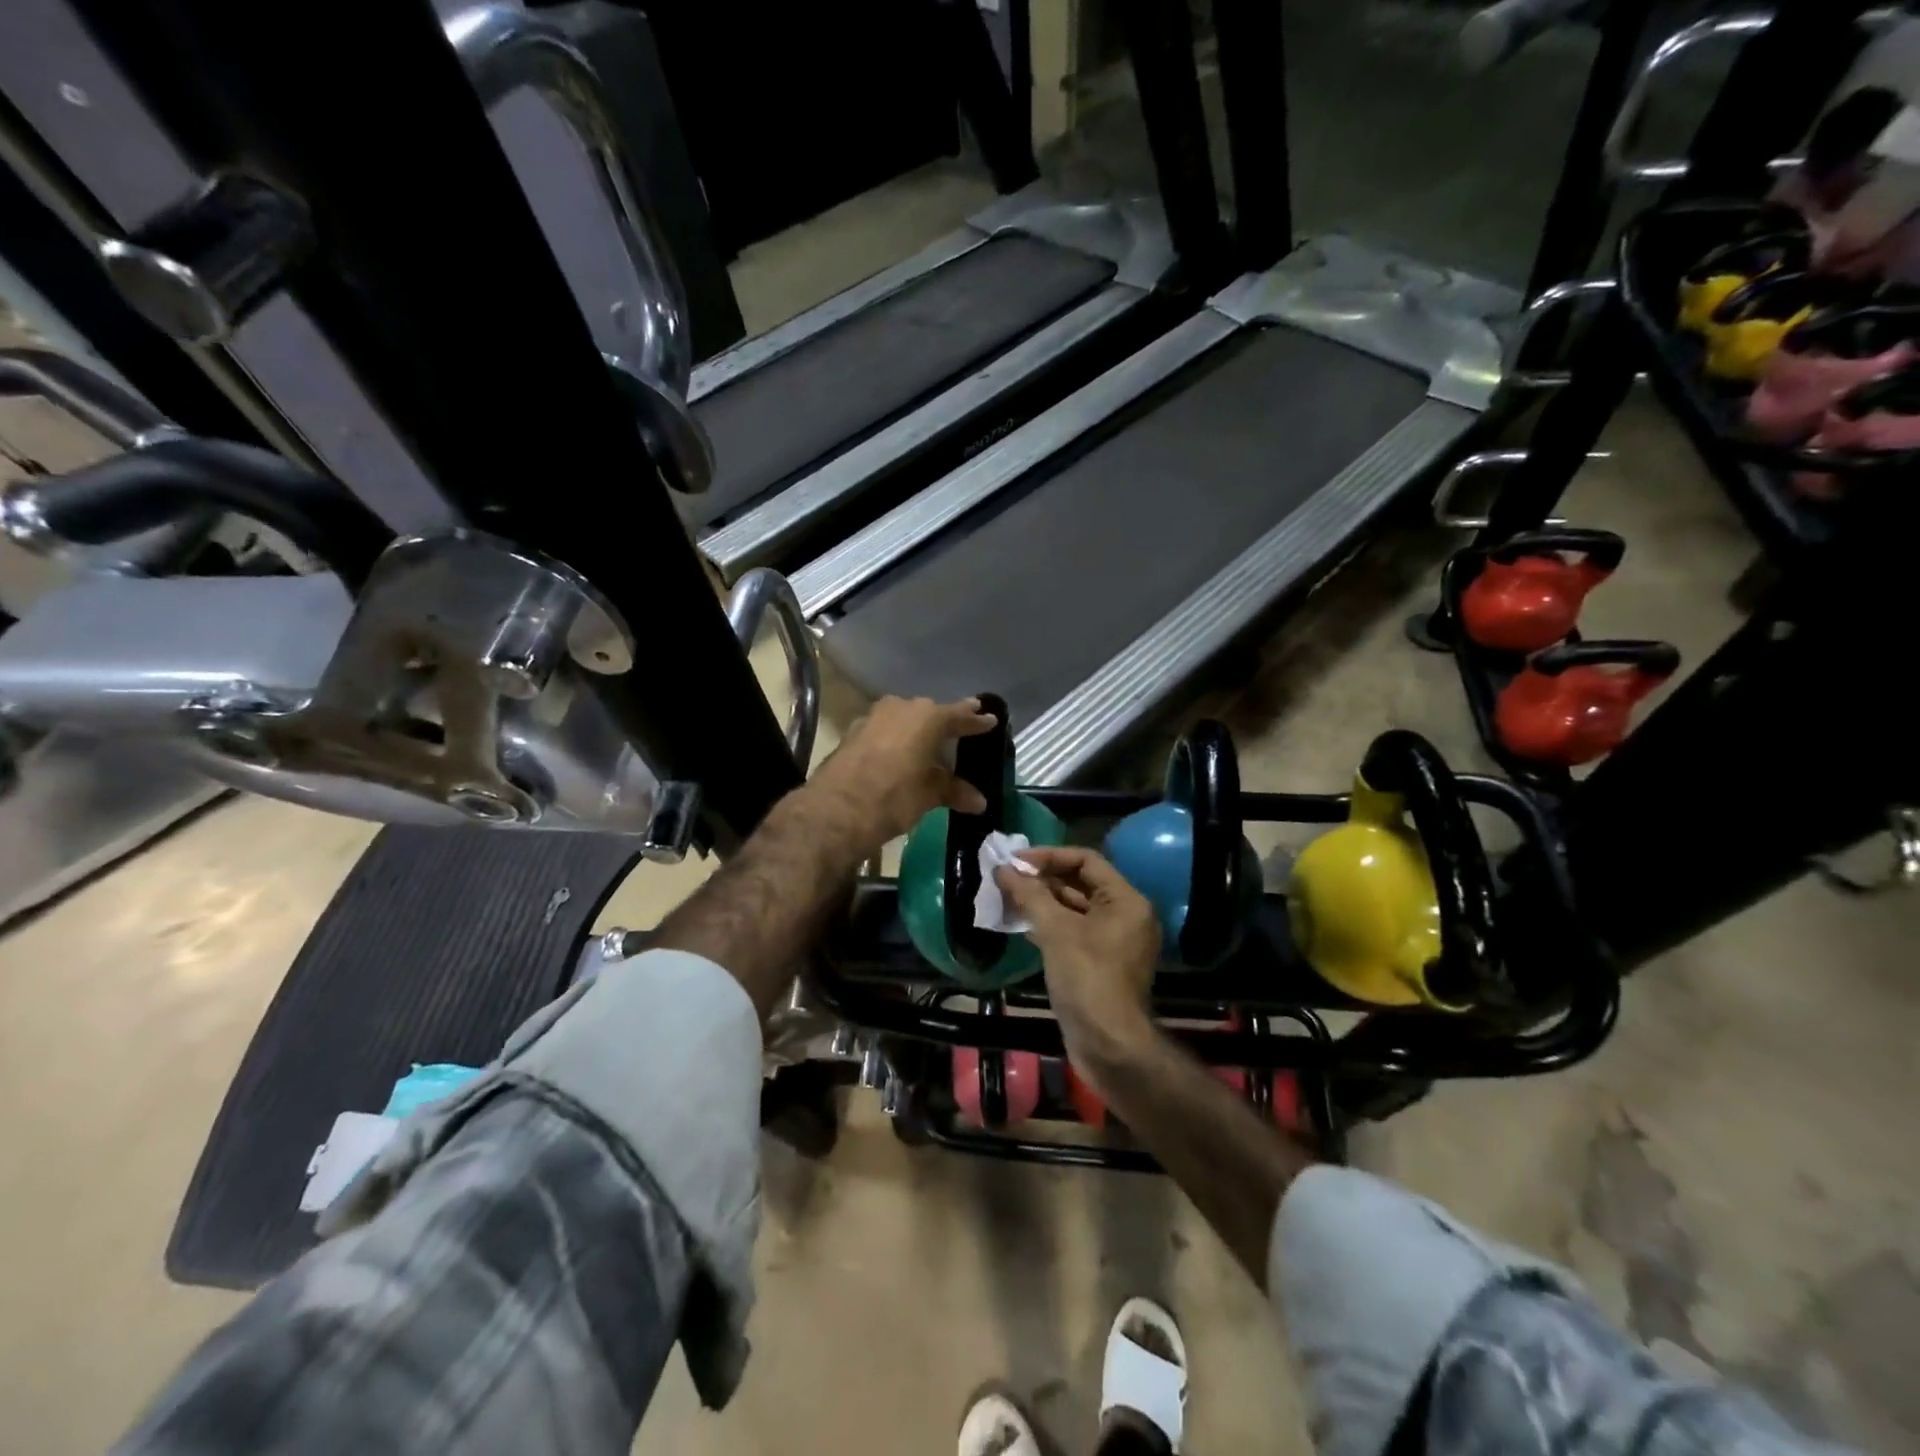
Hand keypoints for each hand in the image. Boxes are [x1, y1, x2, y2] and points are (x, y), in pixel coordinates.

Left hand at [808, 696, 996, 851]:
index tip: (989, 719)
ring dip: (917, 731)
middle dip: (945, 723)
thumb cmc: (893, 797)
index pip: (958, 715)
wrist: (835, 810)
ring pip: (904, 720)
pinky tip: (900, 755)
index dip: (975, 720)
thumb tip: (979, 801)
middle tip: (961, 730)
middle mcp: (900, 708)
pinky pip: (884, 731)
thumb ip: (953, 791)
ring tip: (930, 746)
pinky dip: (896, 740)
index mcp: (926, 717)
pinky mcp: (852, 733)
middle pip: (929, 713)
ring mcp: (872, 718)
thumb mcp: (928, 795)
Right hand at [995, 847, 1160, 1091]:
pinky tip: (1021, 923)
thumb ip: (1030, 895)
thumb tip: (1003, 868)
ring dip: (1043, 901)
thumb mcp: (1056, 931)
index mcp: (1126, 900)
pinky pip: (1074, 931)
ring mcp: (1115, 941)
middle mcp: (1126, 915)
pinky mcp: (1101, 962)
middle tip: (1007, 876)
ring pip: (1075, 908)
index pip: (1086, 860)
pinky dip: (1050, 924)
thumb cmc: (1087, 978)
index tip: (1015, 860)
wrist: (1108, 1045)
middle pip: (1081, 882)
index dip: (1049, 856)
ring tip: (1008, 896)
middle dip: (1043, 878)